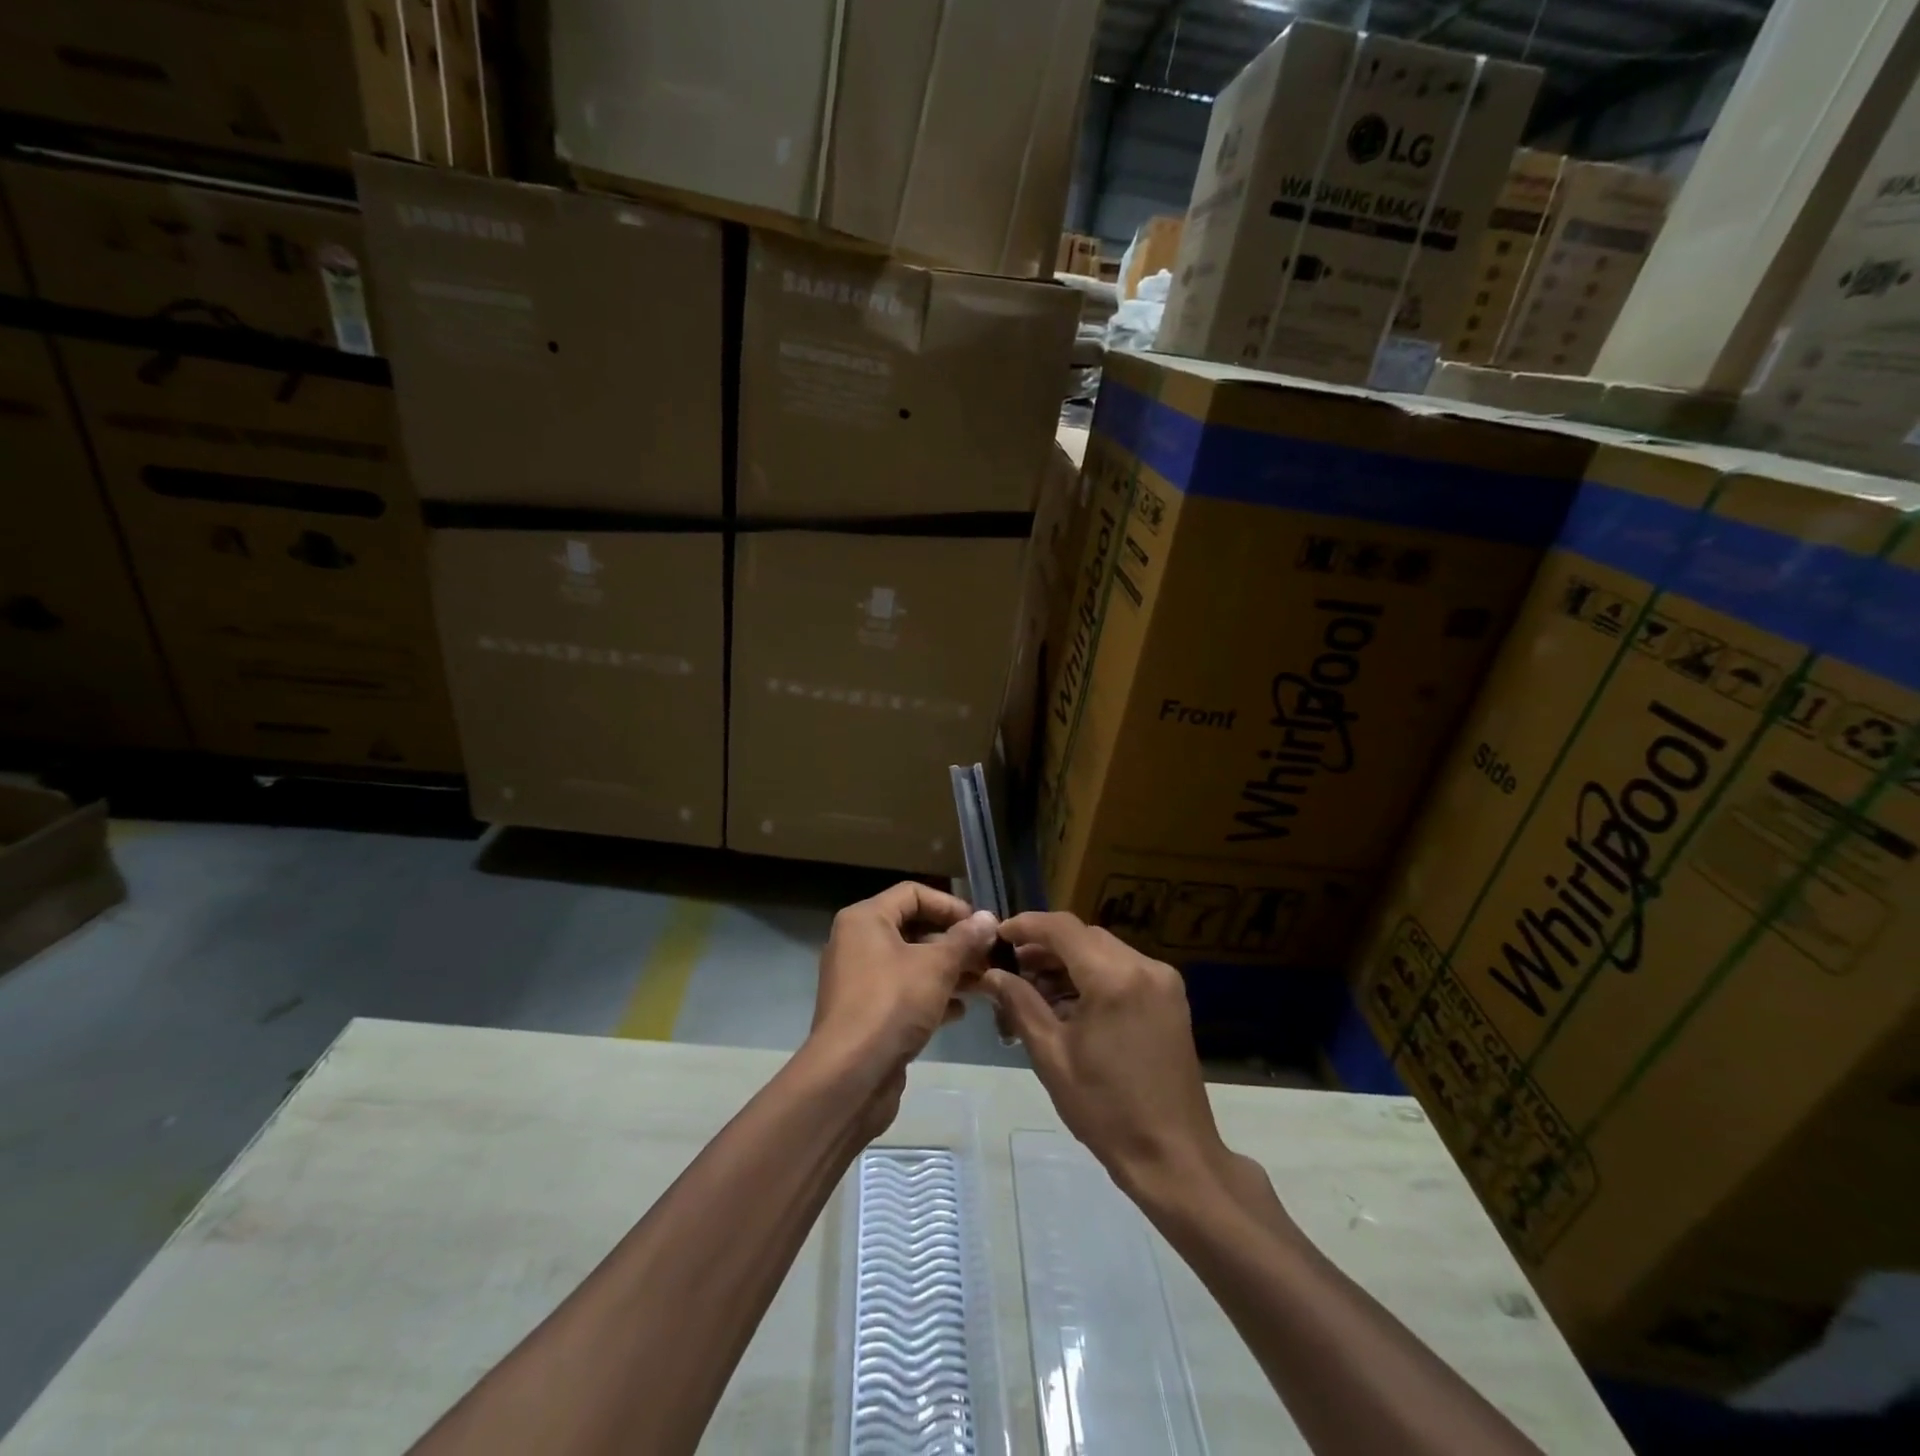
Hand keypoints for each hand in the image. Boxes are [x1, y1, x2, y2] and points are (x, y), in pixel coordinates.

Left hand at [810, 882, 996, 1086]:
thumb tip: (988, 918)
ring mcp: (860, 980)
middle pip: (913, 929)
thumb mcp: (936, 966)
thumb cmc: (892, 1003)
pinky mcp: (866, 1013)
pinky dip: (931, 996)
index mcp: (865, 920)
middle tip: (988, 957)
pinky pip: (903, 992)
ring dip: (948, 971)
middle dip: (954, 942)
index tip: (980, 926)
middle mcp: (857, 943)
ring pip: (911, 964)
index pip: (913, 894)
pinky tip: (959, 1011)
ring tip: (983, 984)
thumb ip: (964, 939)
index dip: (950, 905)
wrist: (850, 1075)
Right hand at [985, 912, 1232, 1195]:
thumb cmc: (1106, 1109)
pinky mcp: (1170, 998)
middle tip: (1010, 970)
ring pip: (1103, 951)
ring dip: (1068, 962)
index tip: (996, 937)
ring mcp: (1163, 981)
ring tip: (1033, 990)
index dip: (1025, 925)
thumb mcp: (1052, 1056)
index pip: (1062, 928)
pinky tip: (1068, 1004)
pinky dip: (1093, 976)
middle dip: (1044, 947)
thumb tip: (991, 974)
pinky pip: (1123, 970)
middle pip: (1084, 936)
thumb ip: (1020, 1004)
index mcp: (1114, 978)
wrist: (1174, 1156)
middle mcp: (1144, 967)